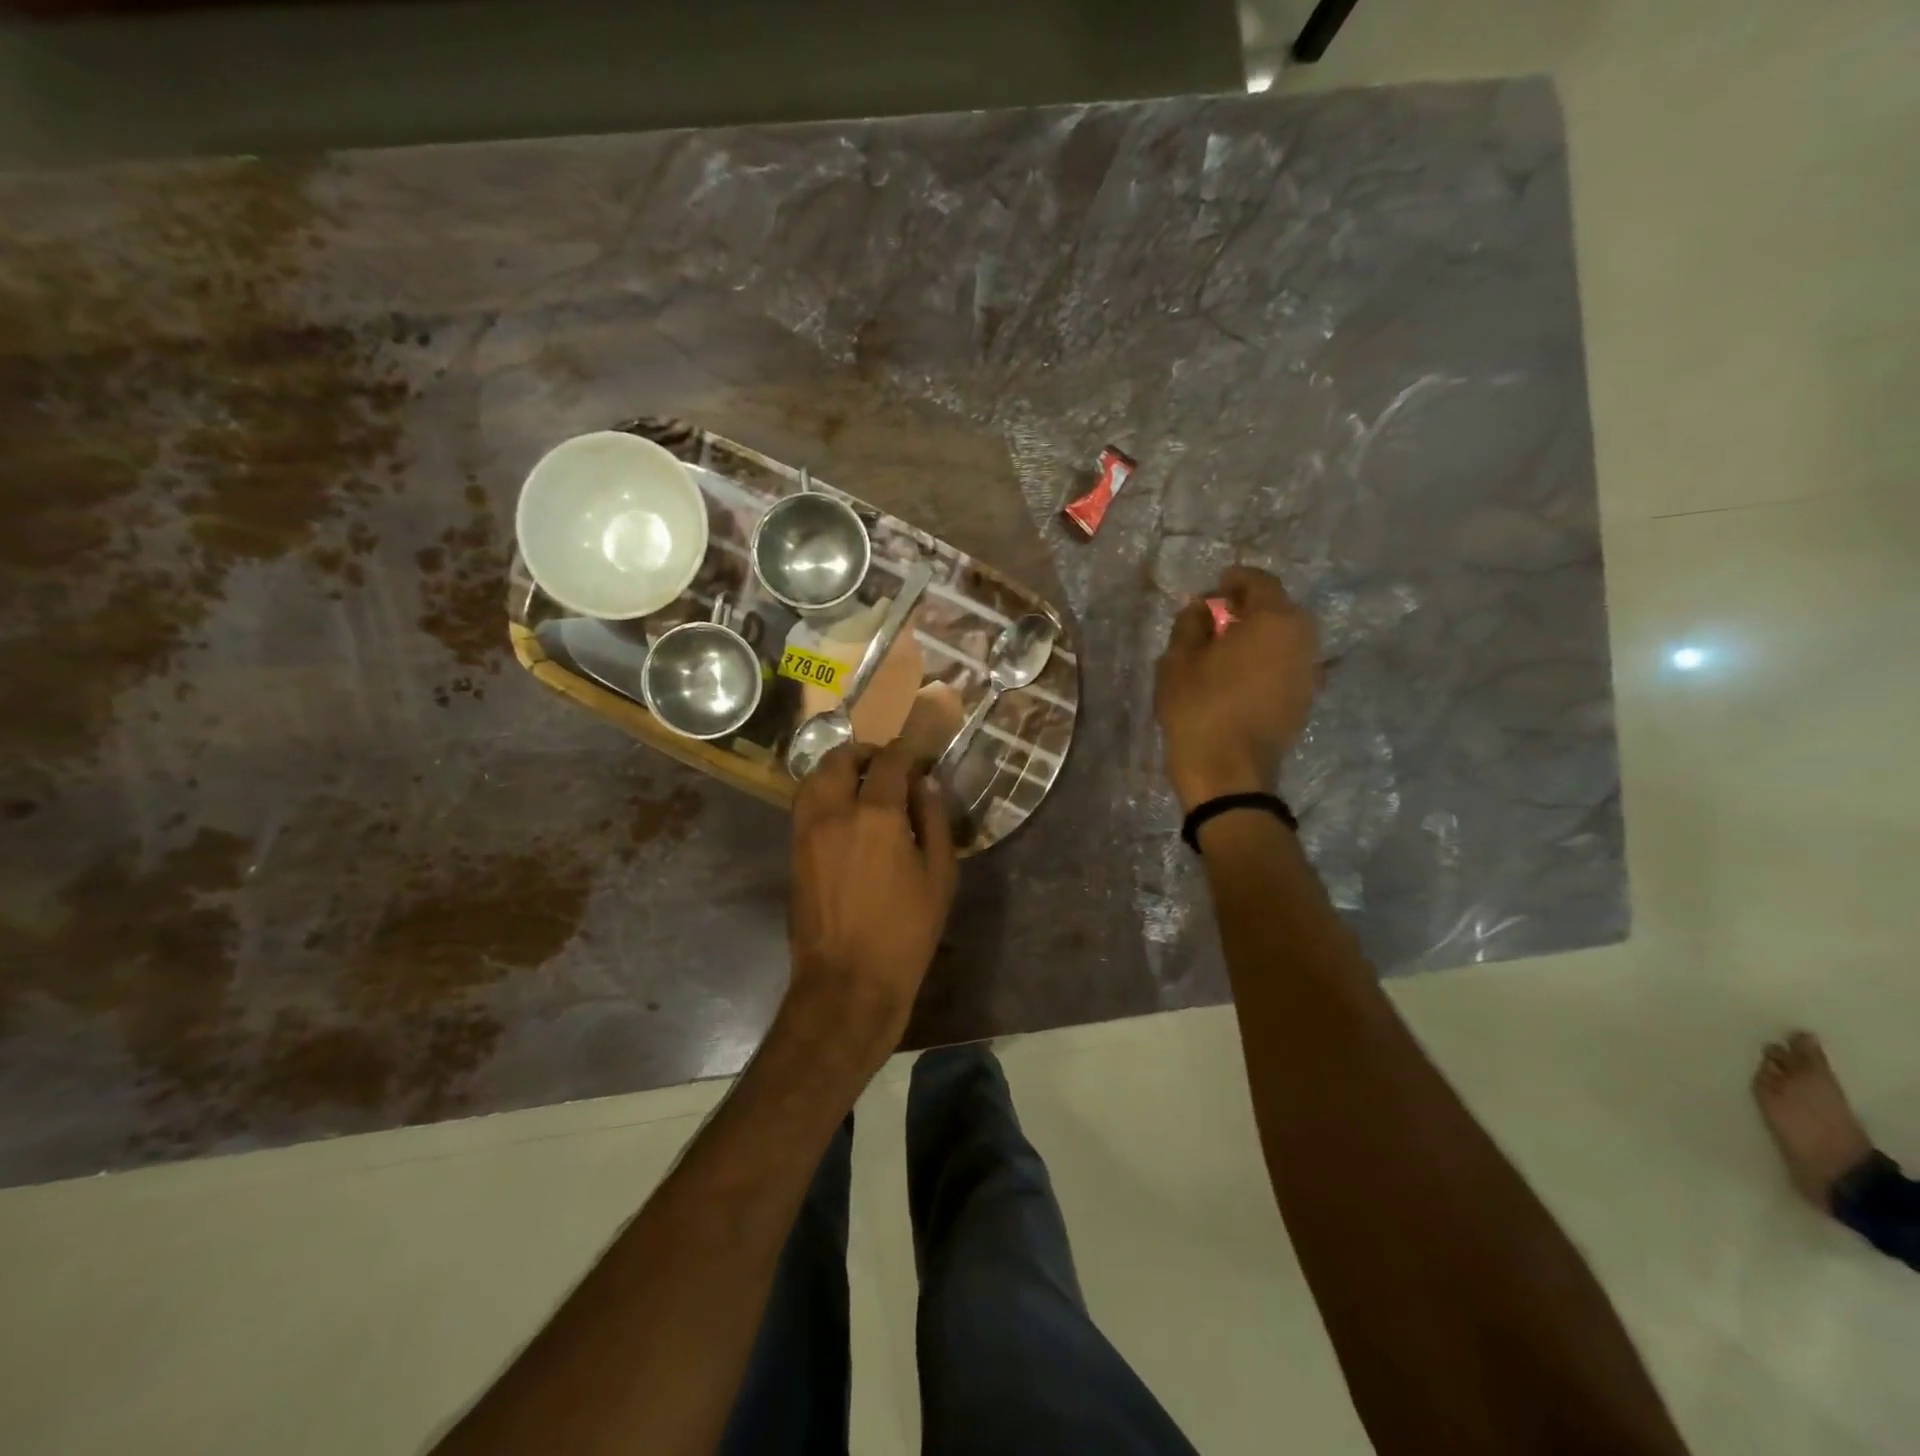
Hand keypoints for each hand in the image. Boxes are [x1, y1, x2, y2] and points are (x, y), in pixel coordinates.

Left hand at [787, 740, 958, 1062]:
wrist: (848, 983)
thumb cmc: (905, 933)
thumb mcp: (939, 877)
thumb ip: (934, 821)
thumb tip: (926, 785)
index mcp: (877, 815)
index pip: (890, 762)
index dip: (906, 752)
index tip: (918, 755)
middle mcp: (835, 812)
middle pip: (841, 759)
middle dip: (866, 754)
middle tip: (888, 767)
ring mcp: (807, 831)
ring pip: (814, 778)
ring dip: (838, 770)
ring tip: (861, 785)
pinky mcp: (793, 852)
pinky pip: (804, 805)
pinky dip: (822, 793)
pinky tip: (843, 813)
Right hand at [1155, 565, 1317, 810]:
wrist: (1229, 773)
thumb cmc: (1199, 710)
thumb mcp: (1178, 661)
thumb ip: (1190, 625)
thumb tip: (1201, 609)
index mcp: (1273, 620)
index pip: (1259, 582)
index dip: (1234, 580)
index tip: (1213, 589)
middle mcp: (1302, 638)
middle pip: (1279, 608)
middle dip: (1250, 606)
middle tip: (1217, 617)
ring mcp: (1309, 670)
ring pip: (1286, 637)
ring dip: (1260, 634)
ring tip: (1228, 647)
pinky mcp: (1306, 697)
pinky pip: (1288, 662)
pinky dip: (1268, 658)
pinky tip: (1242, 674)